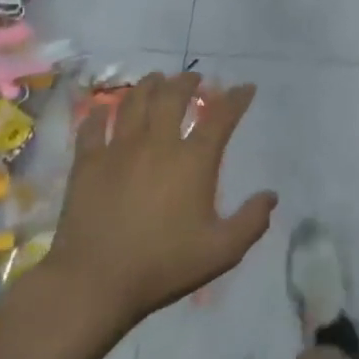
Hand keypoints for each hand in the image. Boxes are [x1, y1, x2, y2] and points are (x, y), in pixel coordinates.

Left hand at [46, 72, 276, 330]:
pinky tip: (103, 108)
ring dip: (148, 85)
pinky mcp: (87, 162)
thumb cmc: (164, 265)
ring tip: (156, 80)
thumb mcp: (222, 251)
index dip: (236, 98)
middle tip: (194, 77)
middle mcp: (157, 144)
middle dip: (187, 81)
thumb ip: (251, 221)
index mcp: (193, 161)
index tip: (245, 88)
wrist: (96, 281)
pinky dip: (100, 112)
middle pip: (172, 97)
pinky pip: (93, 126)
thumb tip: (271, 196)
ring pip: (134, 102)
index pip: (220, 117)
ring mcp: (118, 149)